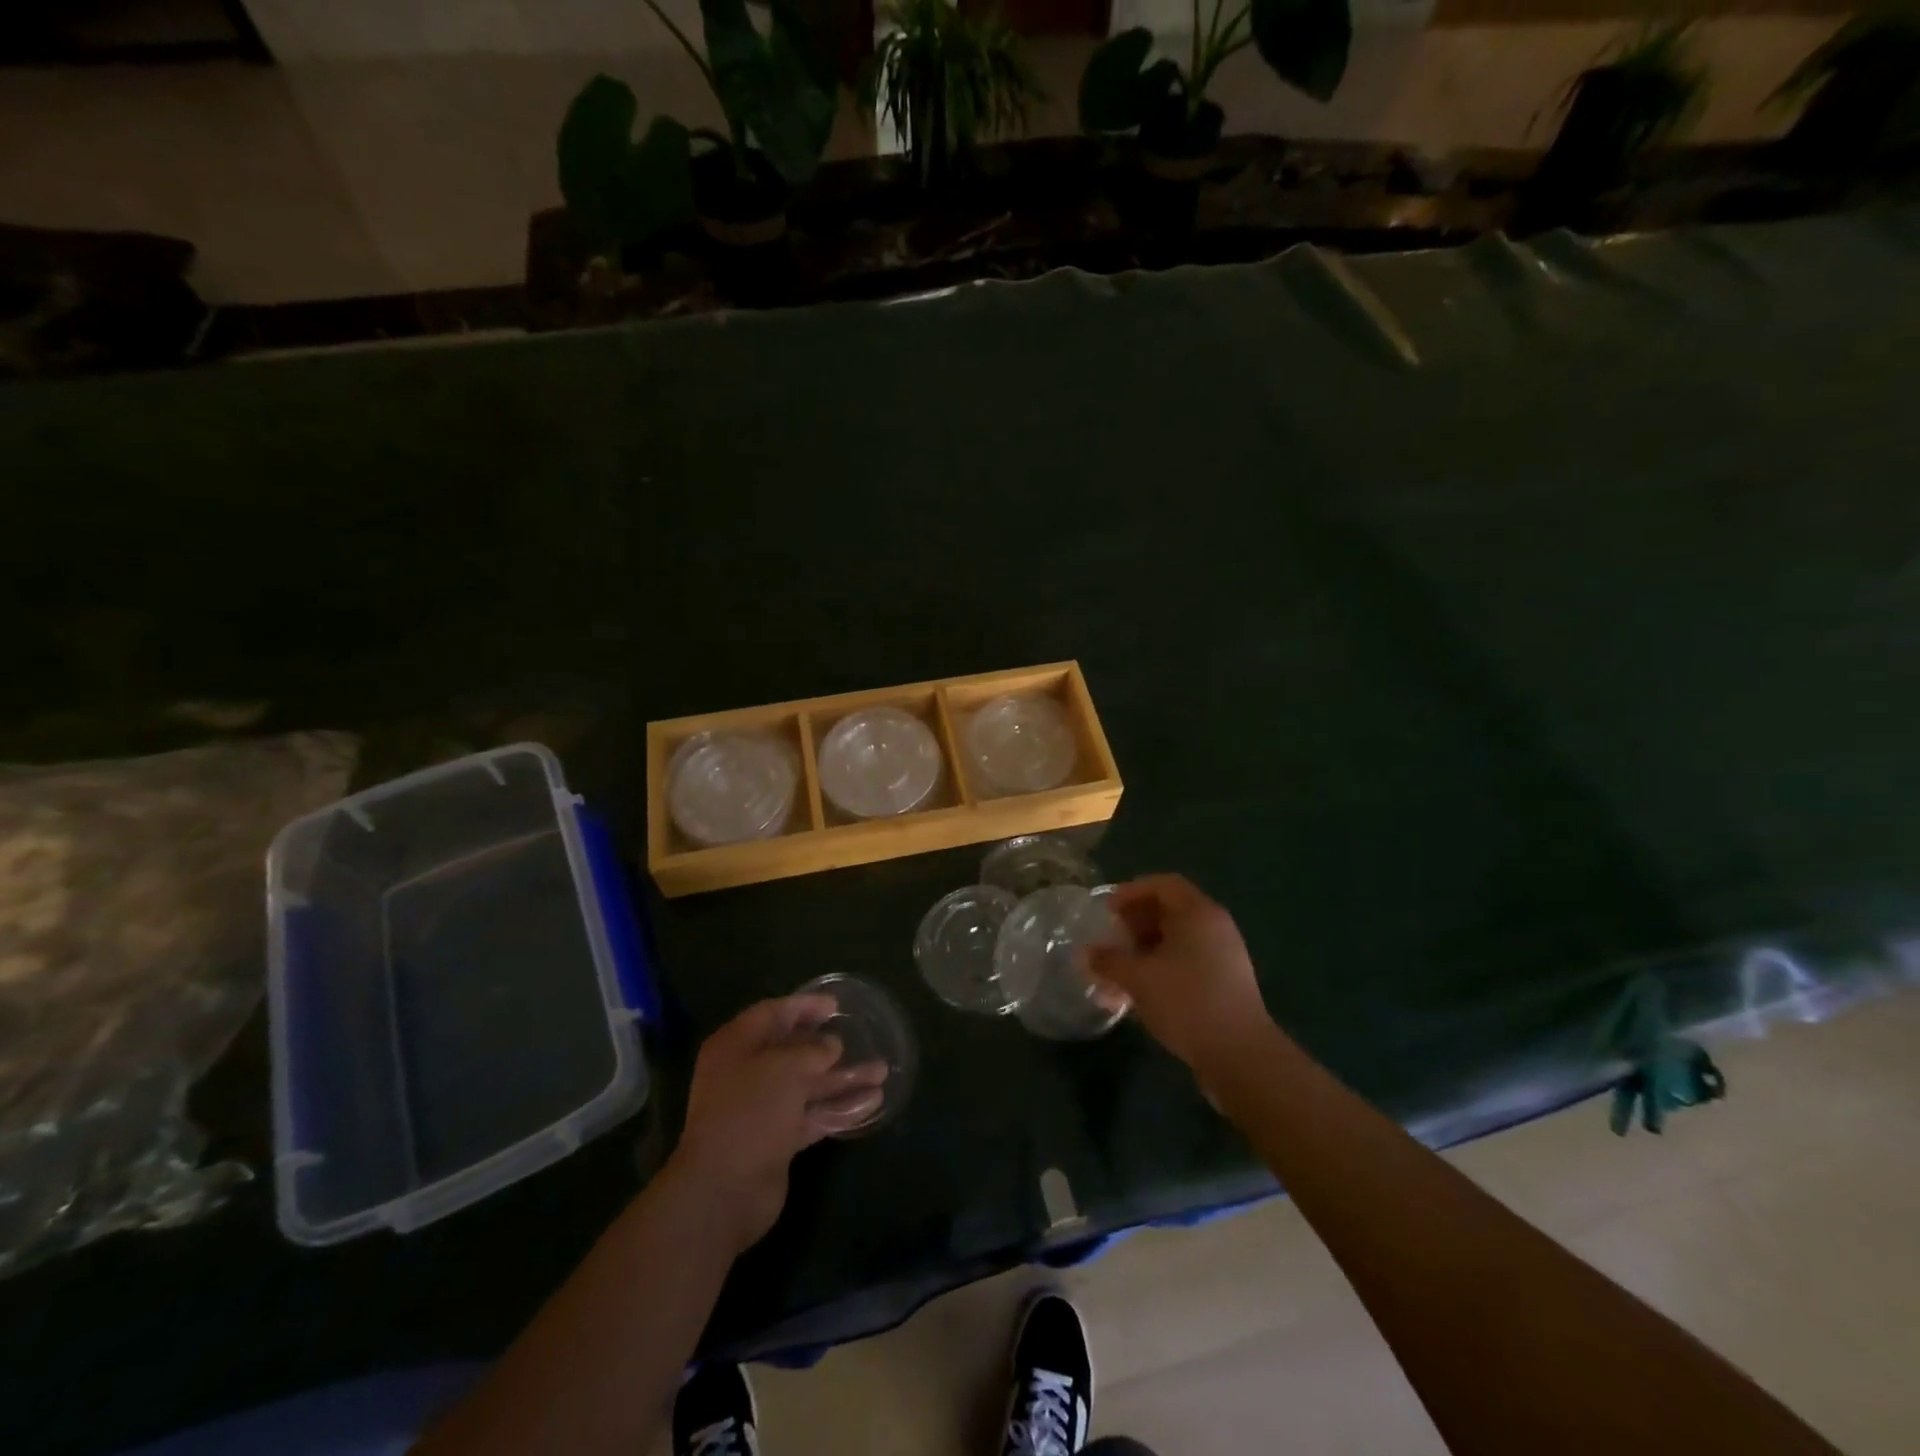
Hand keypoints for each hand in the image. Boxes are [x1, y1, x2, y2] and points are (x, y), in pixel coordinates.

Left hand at [667, 995, 887, 1253]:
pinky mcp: (777, 1140)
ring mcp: (761, 1108)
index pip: (772, 1013)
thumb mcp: (785, 1067)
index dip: (804, 1006)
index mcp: (736, 1045)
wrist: (723, 1190)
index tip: (836, 1006)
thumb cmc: (750, 1110)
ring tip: (881, 1072)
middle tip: (861, 1037)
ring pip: (808, 1085)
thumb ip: (813, 1050)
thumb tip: (831, 1046)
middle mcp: (746, 1073)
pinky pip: (812, 1115)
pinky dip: (838, 1108)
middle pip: (792, 1050)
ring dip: (842, 1079)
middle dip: (828, 1046)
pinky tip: (872, 1102)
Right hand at [1083, 874, 1271, 1070]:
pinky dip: (1160, 970)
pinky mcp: (1224, 984)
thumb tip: (1086, 953)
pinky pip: (1186, 963)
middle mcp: (1214, 927)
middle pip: (1170, 912)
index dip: (1131, 892)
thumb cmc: (1186, 1002)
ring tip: (1117, 974)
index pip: (1163, 884)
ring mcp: (1223, 956)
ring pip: (1175, 942)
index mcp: (1198, 913)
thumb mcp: (1138, 978)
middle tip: (1110, 941)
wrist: (1240, 1055)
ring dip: (1143, 952)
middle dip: (1134, 924)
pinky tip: (1138, 995)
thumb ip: (1109, 961)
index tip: (1107, 911)